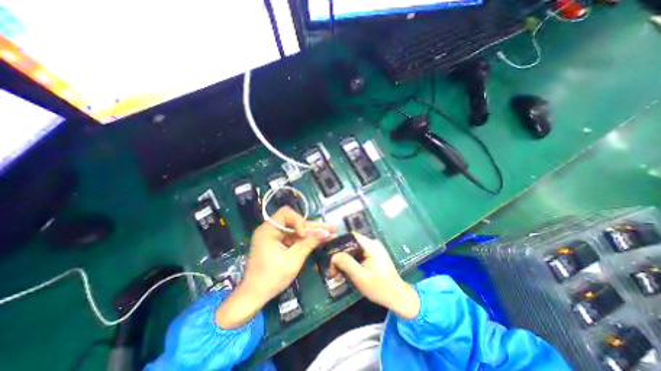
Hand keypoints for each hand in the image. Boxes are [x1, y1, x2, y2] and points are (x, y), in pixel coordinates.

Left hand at [218, 207, 336, 328]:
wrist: (254, 296)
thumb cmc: (271, 278)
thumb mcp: (293, 260)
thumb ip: (309, 244)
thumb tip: (326, 232)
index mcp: (268, 230)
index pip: (286, 213)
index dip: (299, 221)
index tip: (304, 235)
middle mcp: (271, 229)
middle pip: (295, 222)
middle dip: (313, 226)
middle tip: (331, 228)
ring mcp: (274, 237)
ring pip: (297, 230)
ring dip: (312, 232)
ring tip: (330, 233)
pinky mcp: (278, 243)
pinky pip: (294, 237)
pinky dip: (306, 240)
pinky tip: (320, 239)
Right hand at [333, 235, 420, 318]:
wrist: (398, 298)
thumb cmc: (380, 287)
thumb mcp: (360, 277)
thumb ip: (346, 263)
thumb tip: (334, 255)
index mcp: (371, 245)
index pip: (351, 236)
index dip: (339, 244)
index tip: (330, 256)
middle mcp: (372, 244)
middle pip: (351, 244)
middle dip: (340, 256)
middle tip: (332, 269)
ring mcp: (373, 250)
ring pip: (353, 251)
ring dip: (344, 261)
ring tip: (337, 274)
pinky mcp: (373, 256)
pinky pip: (358, 256)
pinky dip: (351, 263)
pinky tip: (346, 273)